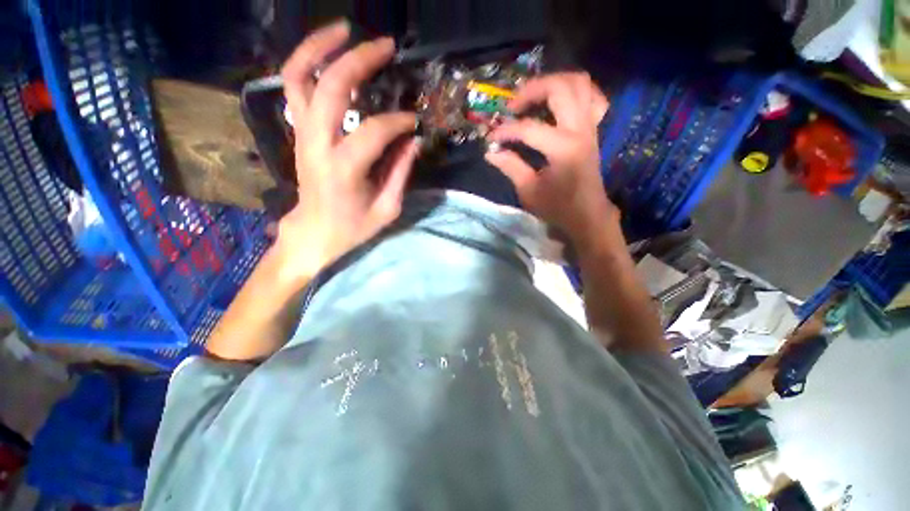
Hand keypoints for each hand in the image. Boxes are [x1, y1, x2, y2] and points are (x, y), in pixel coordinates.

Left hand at [275, 21, 418, 283]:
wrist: (314, 232)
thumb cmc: (352, 227)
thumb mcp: (387, 209)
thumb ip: (401, 173)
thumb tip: (414, 141)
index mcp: (343, 170)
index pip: (374, 131)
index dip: (398, 122)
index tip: (414, 123)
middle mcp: (316, 145)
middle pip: (330, 88)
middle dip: (359, 61)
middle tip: (386, 46)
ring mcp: (301, 134)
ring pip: (299, 77)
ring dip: (320, 48)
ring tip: (345, 30)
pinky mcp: (298, 132)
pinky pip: (293, 87)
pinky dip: (305, 63)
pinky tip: (326, 53)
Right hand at [485, 72, 614, 249]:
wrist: (588, 215)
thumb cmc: (558, 207)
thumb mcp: (529, 191)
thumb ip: (511, 167)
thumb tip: (491, 152)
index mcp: (563, 149)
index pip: (529, 128)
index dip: (506, 131)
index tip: (492, 138)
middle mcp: (580, 130)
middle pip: (560, 88)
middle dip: (532, 90)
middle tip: (513, 105)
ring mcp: (590, 127)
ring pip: (580, 84)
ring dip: (555, 82)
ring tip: (534, 96)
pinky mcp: (593, 130)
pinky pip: (593, 97)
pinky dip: (576, 92)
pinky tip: (561, 101)